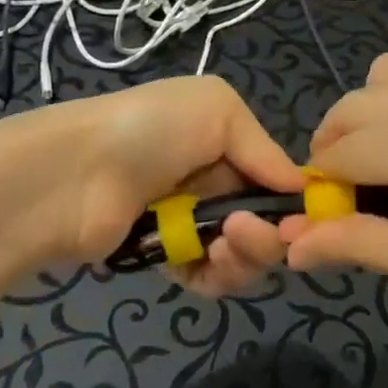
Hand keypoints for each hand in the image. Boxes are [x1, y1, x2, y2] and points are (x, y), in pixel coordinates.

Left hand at [1, 76, 306, 296]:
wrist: (77, 173)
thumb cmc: (152, 129)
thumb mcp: (217, 108)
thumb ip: (264, 148)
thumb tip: (301, 188)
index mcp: (225, 141)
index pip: (275, 178)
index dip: (296, 201)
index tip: (309, 218)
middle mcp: (212, 182)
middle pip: (266, 221)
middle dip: (272, 233)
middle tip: (250, 232)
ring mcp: (190, 223)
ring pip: (244, 254)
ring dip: (247, 255)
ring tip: (224, 244)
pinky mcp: (167, 260)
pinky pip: (211, 278)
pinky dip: (218, 275)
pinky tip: (207, 261)